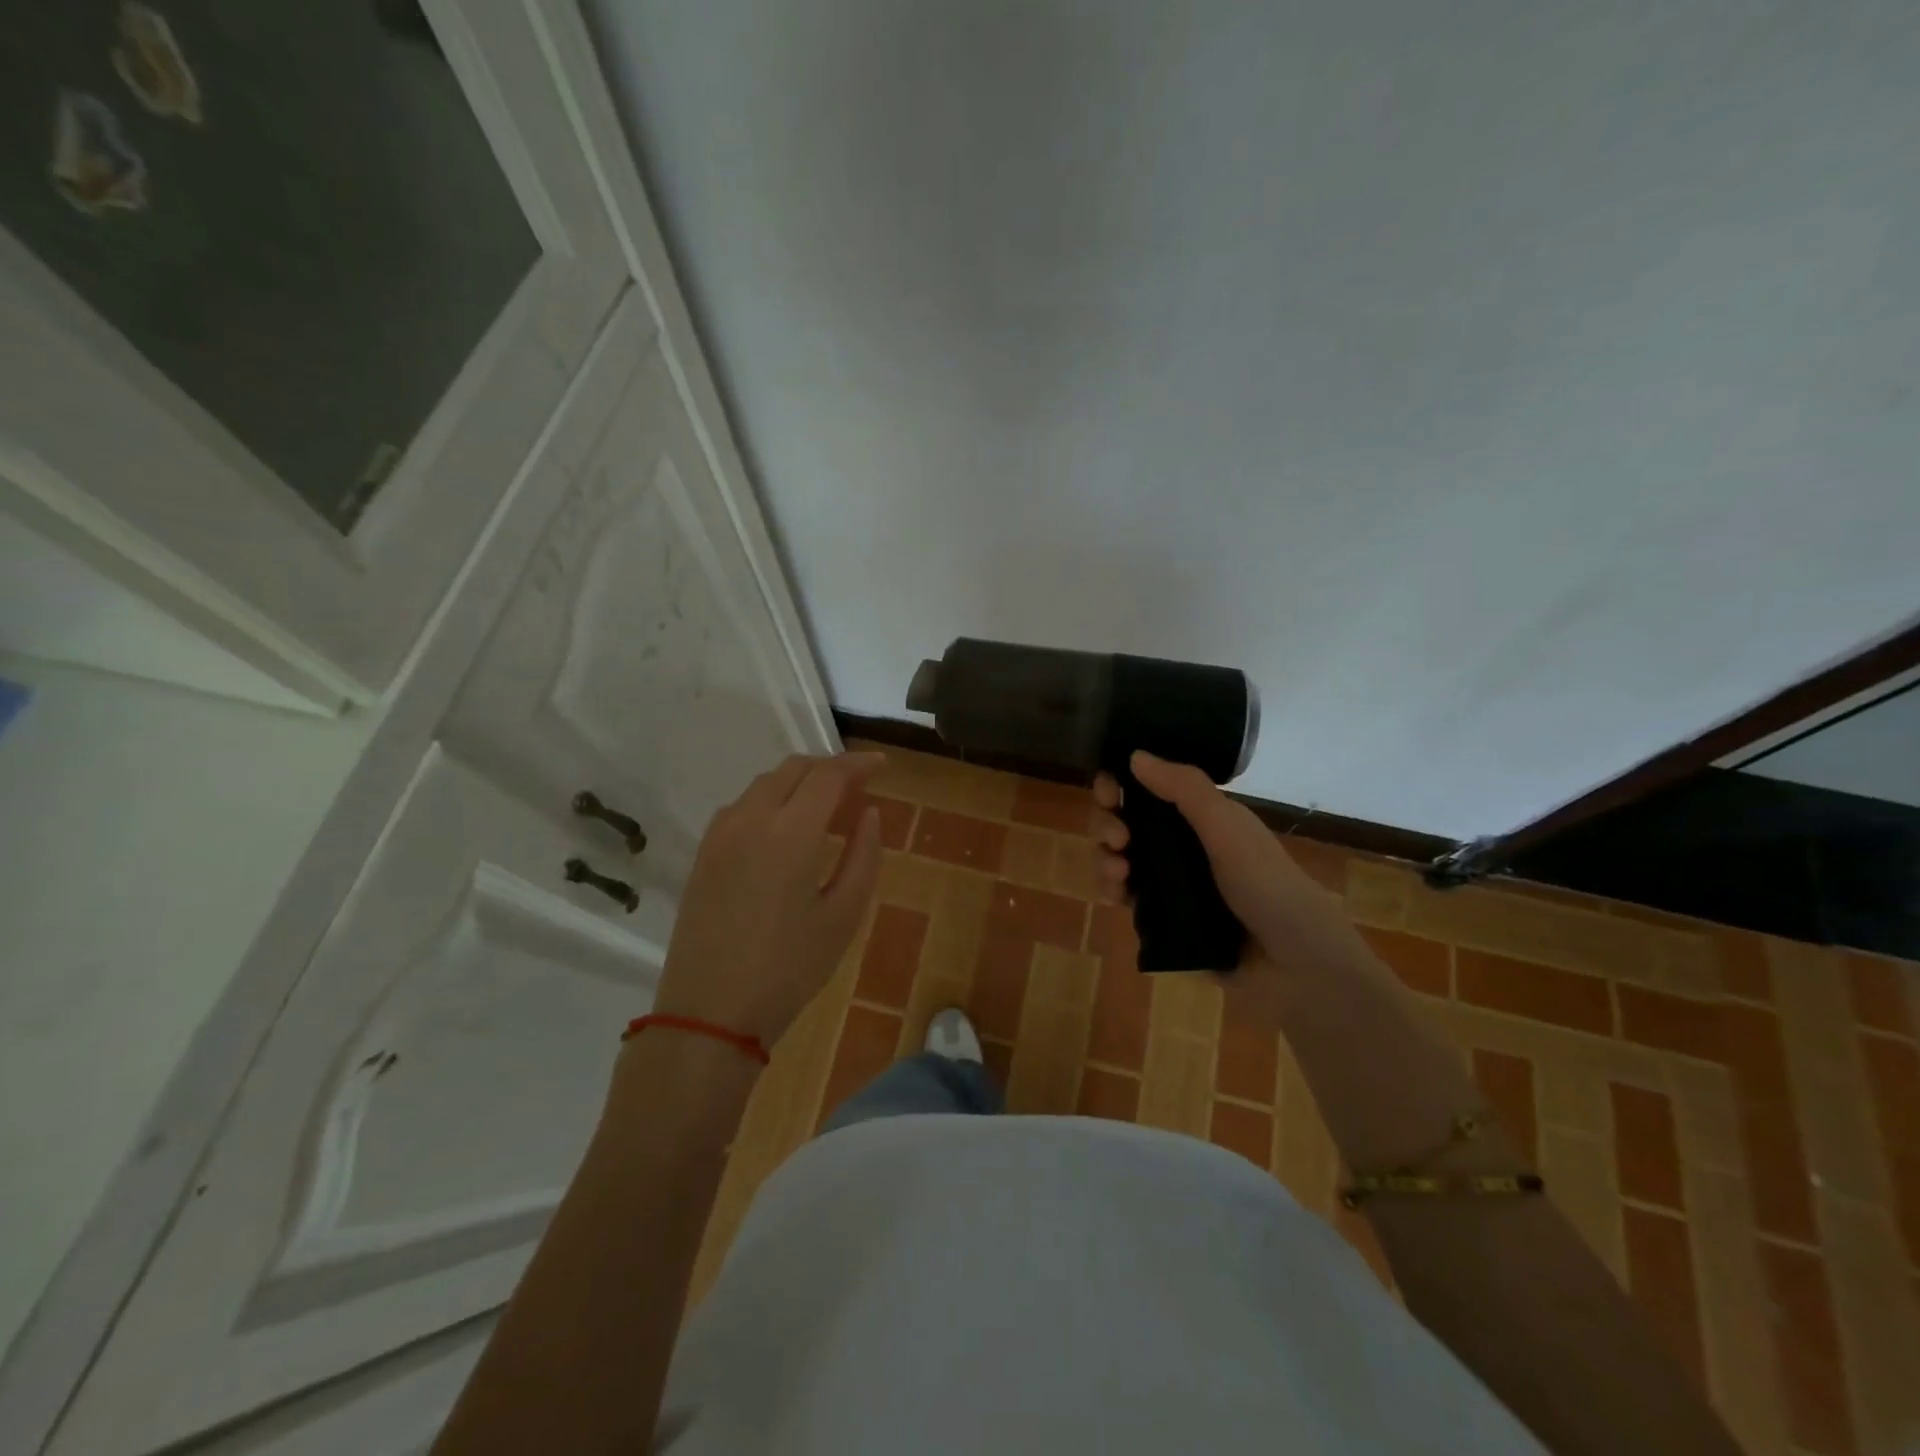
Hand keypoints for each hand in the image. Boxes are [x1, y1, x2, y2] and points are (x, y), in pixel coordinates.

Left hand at [651, 752, 883, 1049]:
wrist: (709, 1014)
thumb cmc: (789, 970)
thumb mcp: (843, 917)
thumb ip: (863, 856)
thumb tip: (868, 814)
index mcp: (791, 833)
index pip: (828, 775)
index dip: (858, 764)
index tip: (881, 765)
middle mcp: (751, 819)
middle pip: (794, 769)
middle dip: (829, 768)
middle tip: (858, 787)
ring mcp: (720, 834)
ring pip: (765, 784)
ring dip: (799, 782)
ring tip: (826, 808)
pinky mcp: (703, 853)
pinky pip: (743, 806)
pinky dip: (772, 800)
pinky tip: (787, 829)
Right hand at [1092, 751, 1363, 1022]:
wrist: (1297, 968)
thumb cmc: (1268, 887)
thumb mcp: (1228, 829)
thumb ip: (1185, 790)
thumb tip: (1135, 755)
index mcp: (1202, 816)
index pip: (1148, 789)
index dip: (1120, 785)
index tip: (1108, 793)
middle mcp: (1183, 844)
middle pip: (1126, 822)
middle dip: (1108, 824)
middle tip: (1118, 841)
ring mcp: (1172, 883)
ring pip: (1120, 859)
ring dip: (1104, 859)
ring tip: (1118, 874)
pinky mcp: (1163, 919)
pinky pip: (1125, 896)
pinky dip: (1112, 890)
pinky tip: (1115, 896)